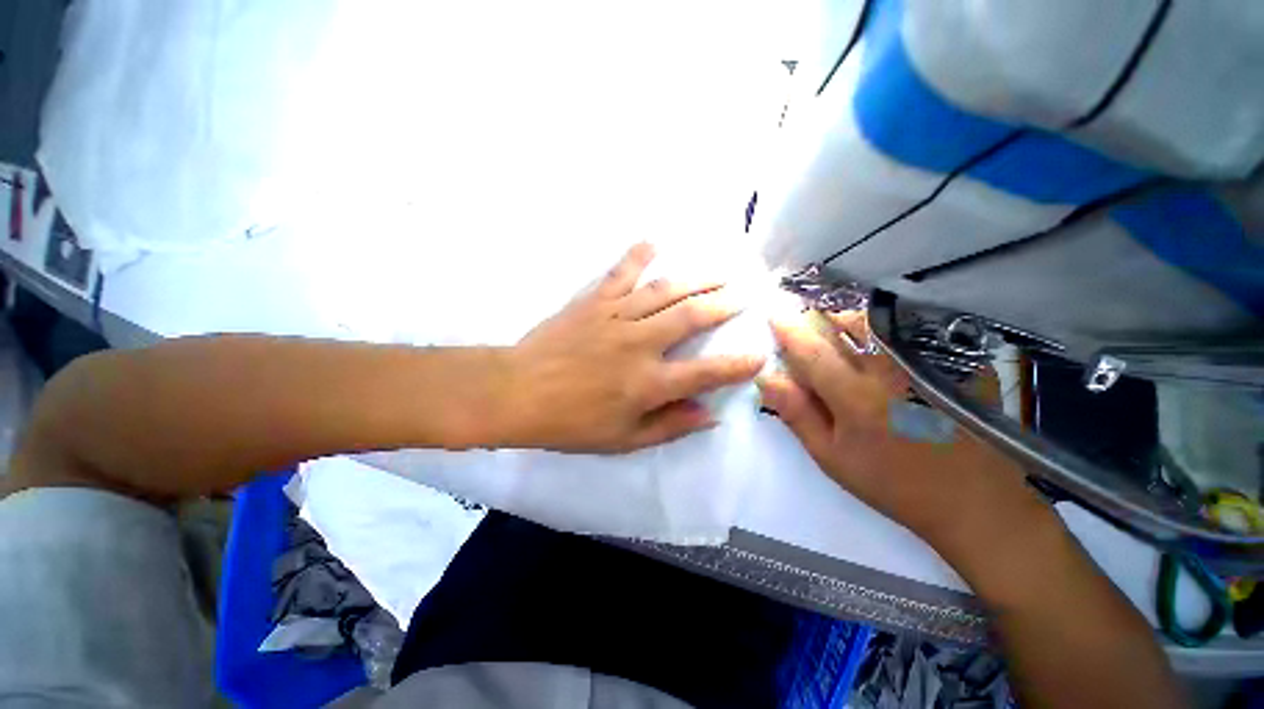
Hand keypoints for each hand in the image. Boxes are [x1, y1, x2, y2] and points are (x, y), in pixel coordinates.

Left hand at [502, 243, 764, 452]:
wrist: (517, 393)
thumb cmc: (571, 423)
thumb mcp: (623, 440)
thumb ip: (669, 427)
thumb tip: (710, 416)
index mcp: (648, 383)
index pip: (706, 373)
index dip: (738, 365)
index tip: (759, 355)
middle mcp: (639, 344)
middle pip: (692, 317)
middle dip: (725, 304)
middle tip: (746, 292)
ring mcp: (616, 317)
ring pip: (665, 290)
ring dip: (697, 277)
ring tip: (721, 268)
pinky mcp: (593, 302)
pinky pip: (620, 273)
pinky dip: (638, 255)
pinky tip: (655, 241)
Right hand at [757, 310, 1047, 557]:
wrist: (971, 500)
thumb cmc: (892, 483)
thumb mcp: (831, 457)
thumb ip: (797, 414)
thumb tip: (768, 379)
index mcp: (855, 397)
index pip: (812, 350)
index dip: (789, 330)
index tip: (774, 314)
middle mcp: (890, 371)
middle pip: (846, 325)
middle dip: (819, 319)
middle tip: (806, 326)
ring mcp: (926, 364)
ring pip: (877, 324)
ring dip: (850, 321)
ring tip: (839, 334)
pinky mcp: (953, 364)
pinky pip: (908, 332)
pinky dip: (883, 330)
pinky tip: (879, 348)